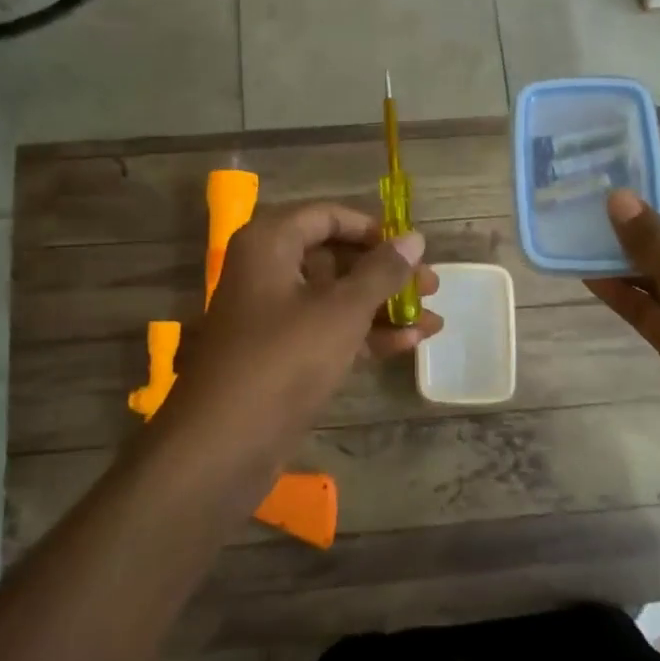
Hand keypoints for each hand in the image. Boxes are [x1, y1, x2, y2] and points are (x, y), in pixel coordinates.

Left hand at [167, 202, 438, 477]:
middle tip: (432, 286)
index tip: (411, 248)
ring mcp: (273, 315)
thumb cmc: (285, 359)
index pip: (327, 216)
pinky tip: (410, 344)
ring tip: (434, 320)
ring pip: (336, 298)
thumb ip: (381, 271)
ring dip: (384, 308)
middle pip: (335, 257)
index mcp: (270, 243)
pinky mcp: (281, 354)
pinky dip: (365, 334)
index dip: (372, 229)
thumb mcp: (342, 310)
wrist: (225, 444)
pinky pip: (328, 330)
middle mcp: (268, 271)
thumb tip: (414, 237)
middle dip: (386, 273)